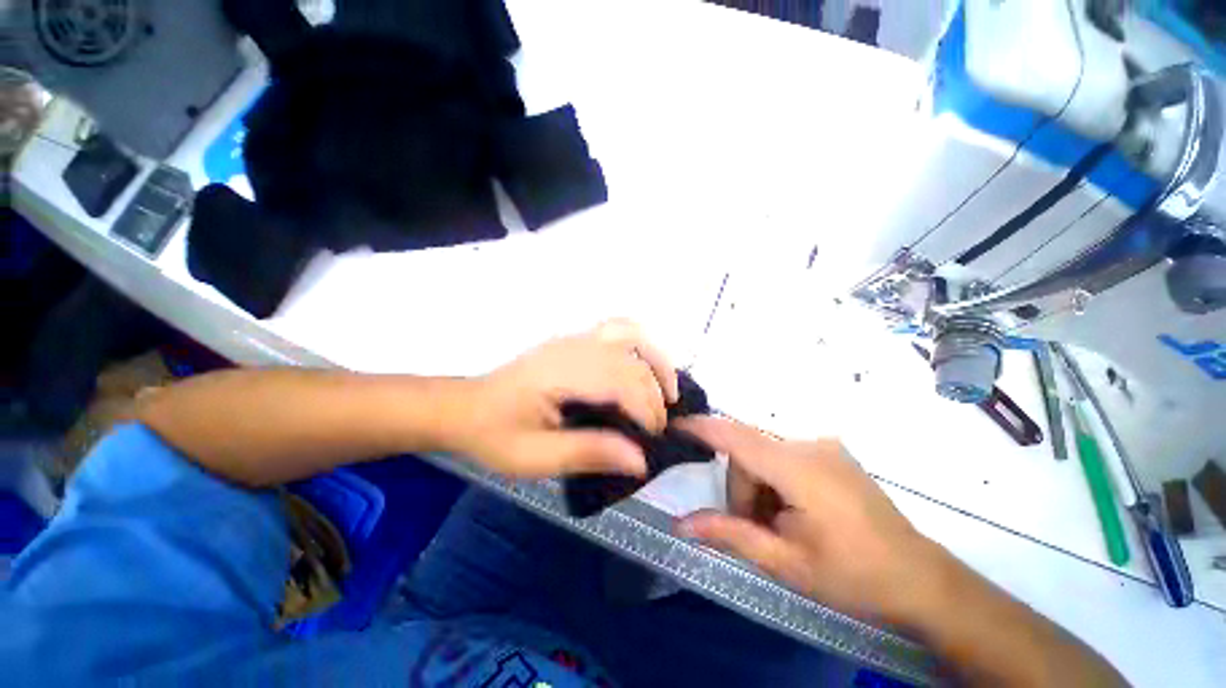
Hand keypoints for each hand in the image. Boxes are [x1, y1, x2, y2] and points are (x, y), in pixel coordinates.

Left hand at [448, 320, 679, 478]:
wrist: (465, 408)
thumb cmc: (496, 434)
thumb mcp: (536, 457)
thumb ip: (588, 453)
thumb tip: (640, 461)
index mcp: (561, 373)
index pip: (622, 382)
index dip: (646, 412)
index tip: (650, 443)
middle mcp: (573, 347)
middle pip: (632, 361)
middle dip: (655, 395)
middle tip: (655, 429)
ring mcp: (574, 339)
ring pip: (632, 335)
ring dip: (657, 361)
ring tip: (668, 391)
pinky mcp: (575, 341)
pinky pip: (618, 330)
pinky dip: (641, 345)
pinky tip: (644, 367)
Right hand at [676, 416, 946, 624]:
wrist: (920, 579)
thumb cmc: (853, 577)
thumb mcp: (785, 563)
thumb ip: (729, 535)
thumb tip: (681, 524)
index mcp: (799, 469)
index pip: (736, 436)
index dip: (702, 427)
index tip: (675, 425)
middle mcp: (809, 445)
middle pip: (748, 453)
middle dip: (742, 489)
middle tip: (760, 530)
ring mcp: (823, 446)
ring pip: (764, 454)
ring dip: (759, 487)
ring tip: (782, 525)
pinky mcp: (830, 452)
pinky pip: (783, 455)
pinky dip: (775, 480)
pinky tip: (796, 510)